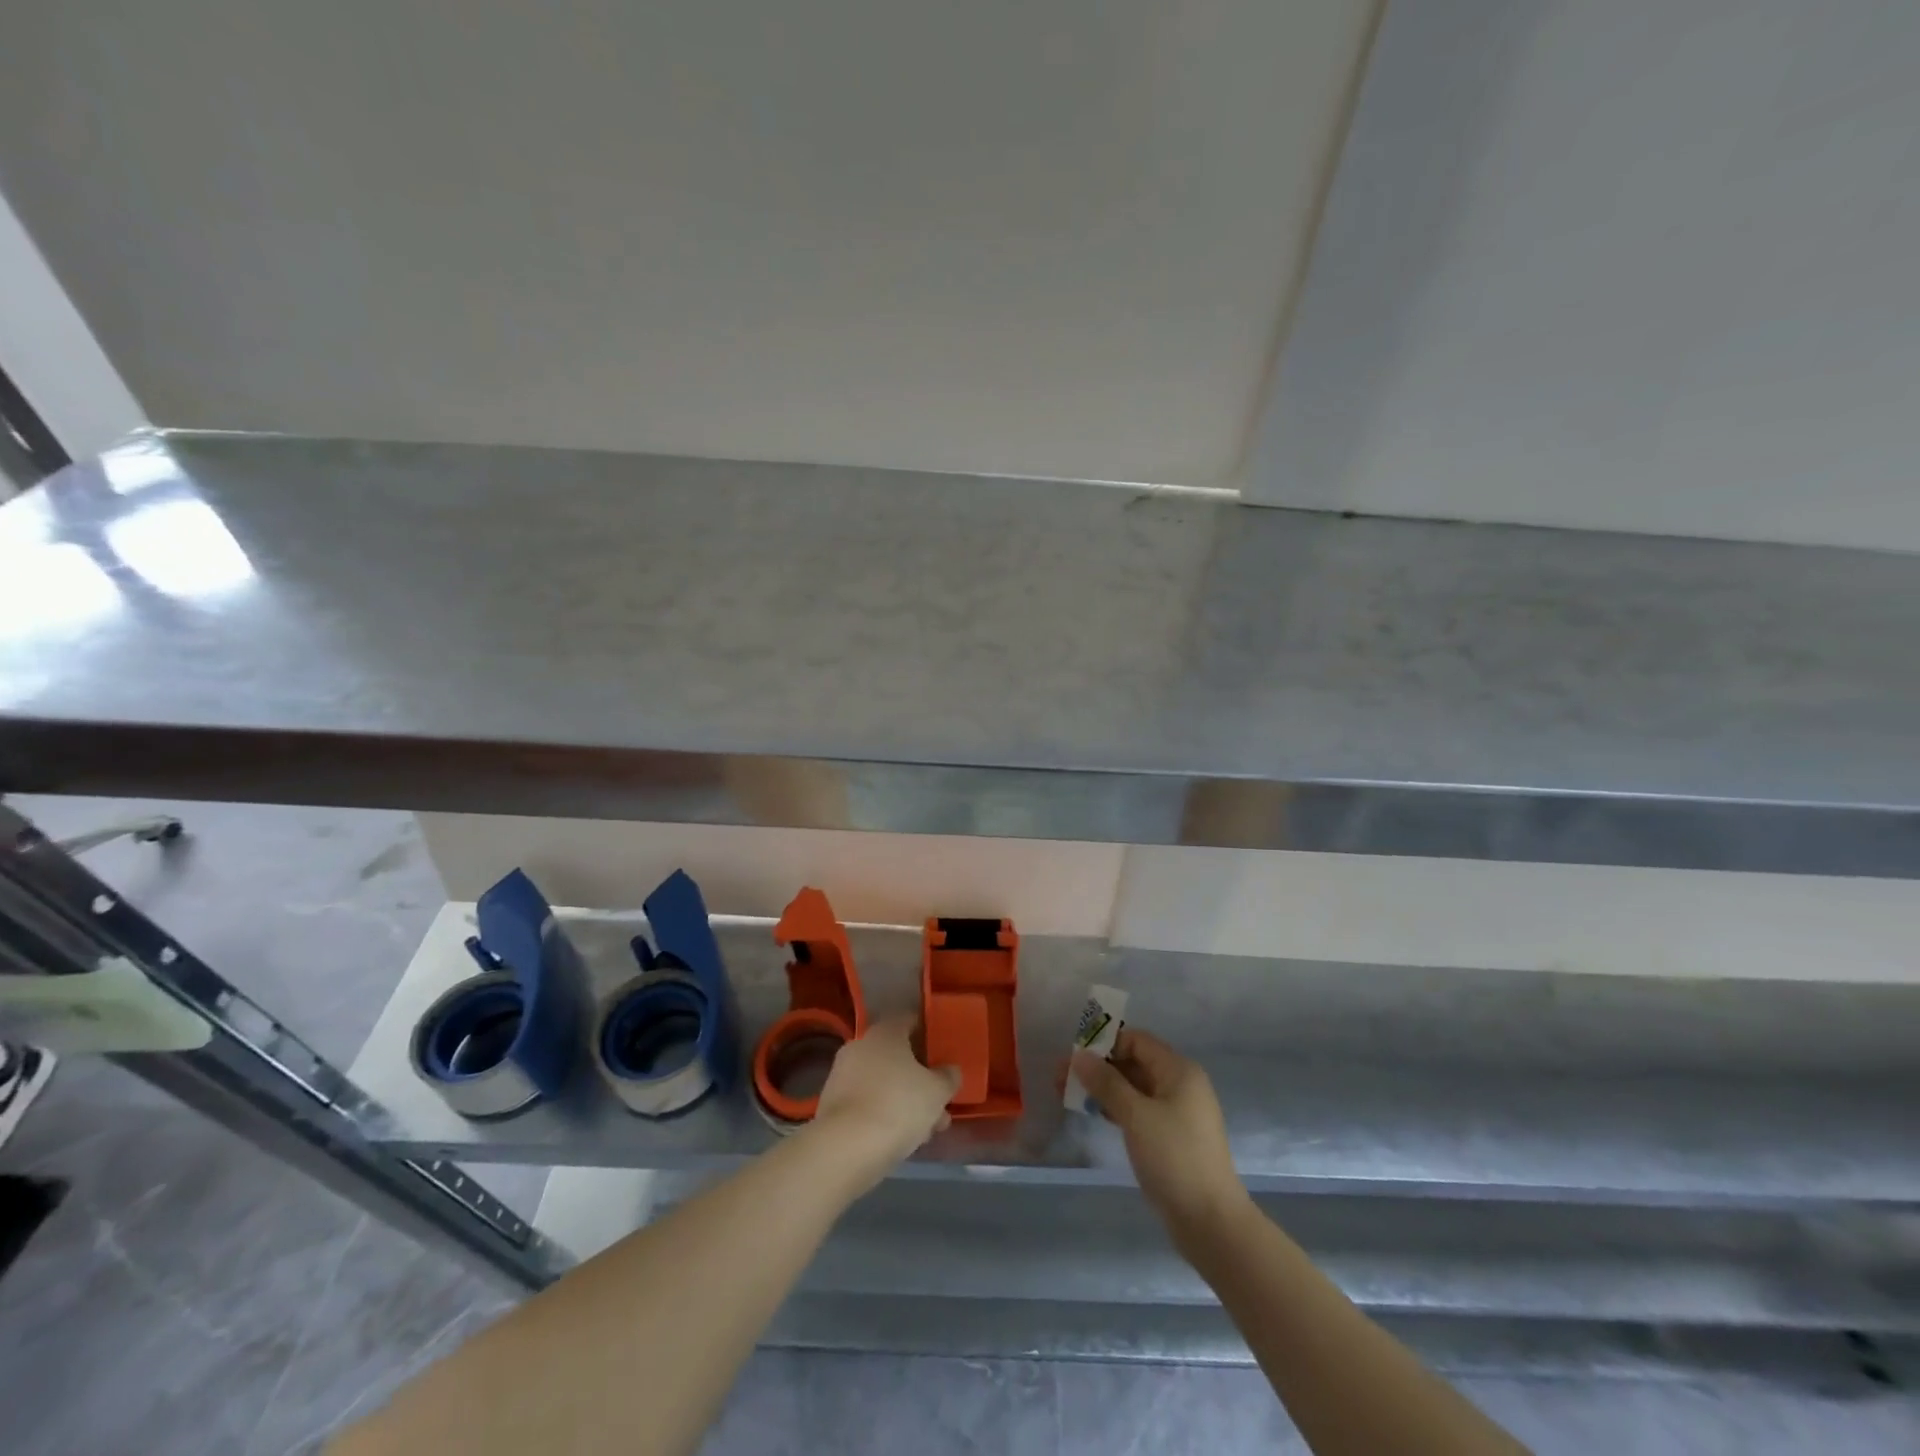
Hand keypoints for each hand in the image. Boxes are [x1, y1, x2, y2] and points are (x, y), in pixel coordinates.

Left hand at [809, 1014, 961, 1188]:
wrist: (845, 1148)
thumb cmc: (898, 1106)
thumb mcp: (937, 1091)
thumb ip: (948, 1077)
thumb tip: (950, 1071)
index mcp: (885, 1032)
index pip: (910, 1022)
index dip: (929, 1035)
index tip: (943, 1054)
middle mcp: (860, 1046)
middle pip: (897, 1057)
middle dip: (920, 1080)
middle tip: (940, 1102)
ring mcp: (842, 1075)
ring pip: (883, 1084)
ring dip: (905, 1101)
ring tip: (927, 1131)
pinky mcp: (832, 1106)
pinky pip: (867, 1103)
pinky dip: (884, 1115)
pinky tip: (902, 1140)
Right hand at [1072, 1027, 1247, 1233]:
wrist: (1210, 1222)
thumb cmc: (1174, 1158)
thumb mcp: (1136, 1116)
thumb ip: (1106, 1082)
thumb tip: (1079, 1056)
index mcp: (1179, 1070)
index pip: (1137, 1041)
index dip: (1104, 1043)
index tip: (1074, 1057)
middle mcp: (1180, 1084)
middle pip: (1134, 1062)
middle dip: (1098, 1067)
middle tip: (1061, 1078)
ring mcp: (1177, 1112)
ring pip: (1134, 1088)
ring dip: (1104, 1088)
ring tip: (1069, 1095)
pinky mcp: (1171, 1136)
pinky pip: (1139, 1110)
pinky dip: (1117, 1108)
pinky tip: (1095, 1114)